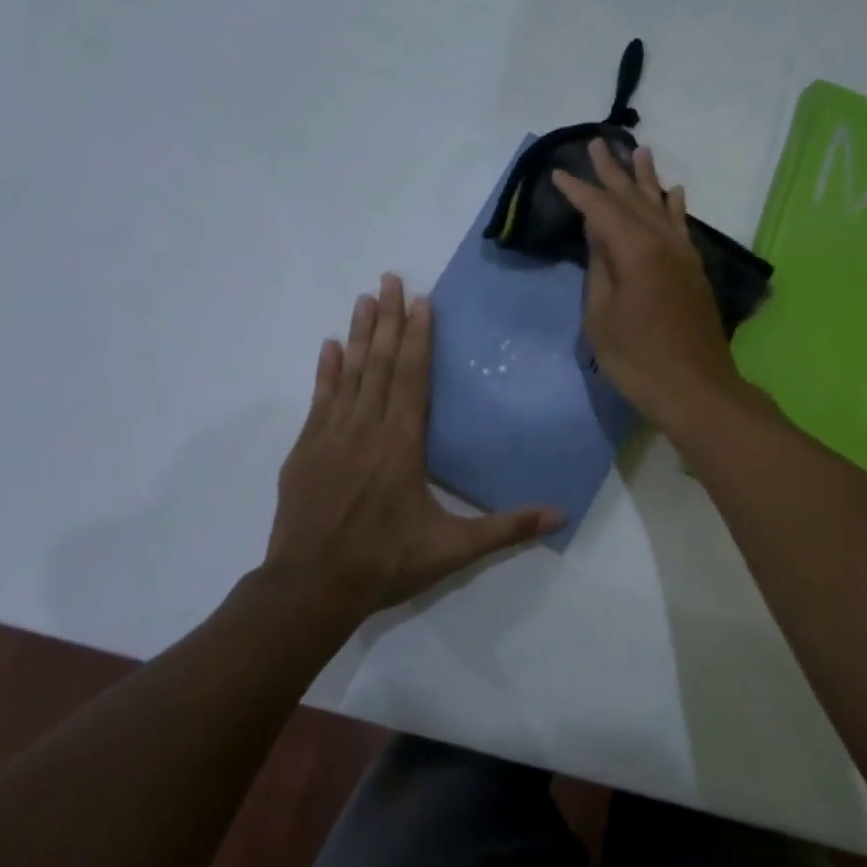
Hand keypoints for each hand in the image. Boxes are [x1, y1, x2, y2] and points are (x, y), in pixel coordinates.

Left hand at [260, 273, 564, 620]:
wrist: (310, 588)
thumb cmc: (385, 563)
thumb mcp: (452, 549)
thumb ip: (506, 528)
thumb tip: (560, 515)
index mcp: (402, 443)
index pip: (412, 376)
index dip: (418, 336)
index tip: (421, 300)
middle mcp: (365, 428)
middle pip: (380, 363)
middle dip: (387, 319)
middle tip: (389, 278)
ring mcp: (330, 436)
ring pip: (349, 373)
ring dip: (359, 334)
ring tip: (364, 298)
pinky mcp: (306, 450)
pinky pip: (319, 399)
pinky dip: (326, 370)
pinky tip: (329, 347)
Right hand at [552, 140, 745, 432]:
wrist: (696, 389)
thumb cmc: (638, 360)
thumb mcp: (602, 318)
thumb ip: (599, 270)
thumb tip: (598, 234)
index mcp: (635, 251)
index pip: (601, 210)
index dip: (579, 191)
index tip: (559, 172)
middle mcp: (663, 243)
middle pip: (633, 199)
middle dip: (613, 172)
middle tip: (597, 143)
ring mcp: (683, 255)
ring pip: (661, 206)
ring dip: (647, 179)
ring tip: (638, 151)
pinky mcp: (694, 271)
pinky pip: (682, 227)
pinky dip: (675, 207)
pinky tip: (674, 192)